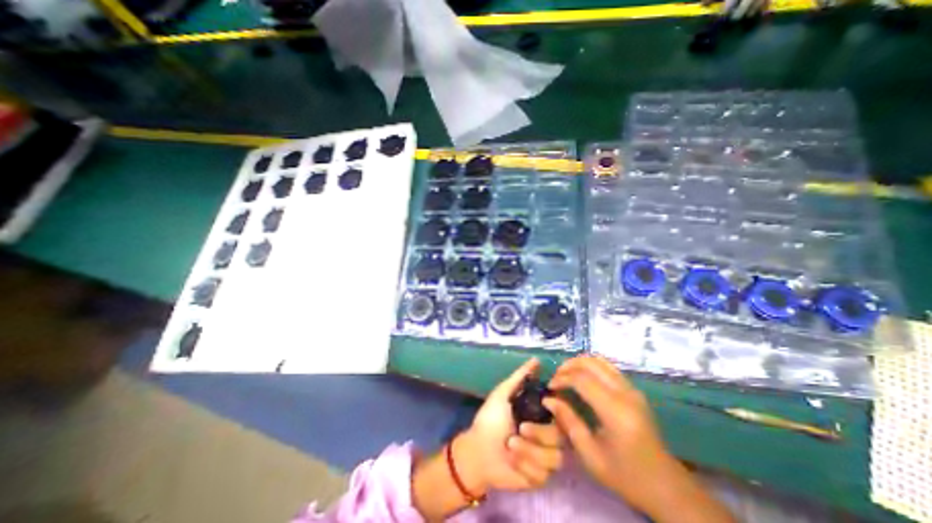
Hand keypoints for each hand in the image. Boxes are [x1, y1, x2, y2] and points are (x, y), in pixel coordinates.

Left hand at [455, 357, 563, 496]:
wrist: (478, 450)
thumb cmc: (490, 419)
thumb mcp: (503, 393)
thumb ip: (520, 377)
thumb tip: (536, 359)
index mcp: (541, 415)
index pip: (564, 412)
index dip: (561, 410)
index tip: (548, 404)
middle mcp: (547, 435)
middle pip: (561, 437)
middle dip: (539, 434)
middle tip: (520, 429)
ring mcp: (545, 457)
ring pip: (555, 457)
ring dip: (530, 451)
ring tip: (510, 445)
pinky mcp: (539, 477)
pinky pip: (543, 474)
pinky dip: (525, 465)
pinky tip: (512, 461)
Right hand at [548, 357, 677, 512]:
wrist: (665, 486)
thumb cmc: (625, 475)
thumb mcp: (591, 455)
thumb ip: (568, 422)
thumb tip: (548, 399)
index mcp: (615, 411)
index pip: (582, 379)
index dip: (562, 378)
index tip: (549, 387)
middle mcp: (625, 393)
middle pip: (591, 363)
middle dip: (568, 366)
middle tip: (556, 378)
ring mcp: (632, 389)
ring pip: (600, 361)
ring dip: (579, 363)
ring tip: (566, 375)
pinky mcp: (634, 390)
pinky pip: (608, 367)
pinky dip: (591, 366)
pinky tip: (582, 378)